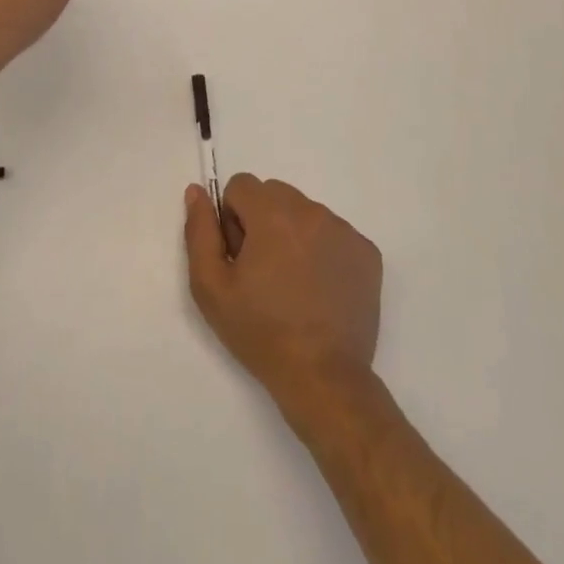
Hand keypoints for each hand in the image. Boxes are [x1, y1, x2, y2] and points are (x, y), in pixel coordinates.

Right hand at [184, 174, 382, 410]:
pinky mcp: (367, 253)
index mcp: (272, 213)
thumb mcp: (210, 286)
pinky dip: (323, 250)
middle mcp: (311, 210)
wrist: (323, 379)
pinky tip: (320, 289)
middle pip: (274, 194)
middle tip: (264, 271)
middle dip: (262, 221)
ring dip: (293, 234)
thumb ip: (199, 231)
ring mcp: (344, 230)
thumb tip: (197, 190)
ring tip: (294, 284)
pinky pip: (334, 233)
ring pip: (304, 212)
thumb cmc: (260, 332)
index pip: (242, 185)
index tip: (240, 257)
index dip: (233, 219)